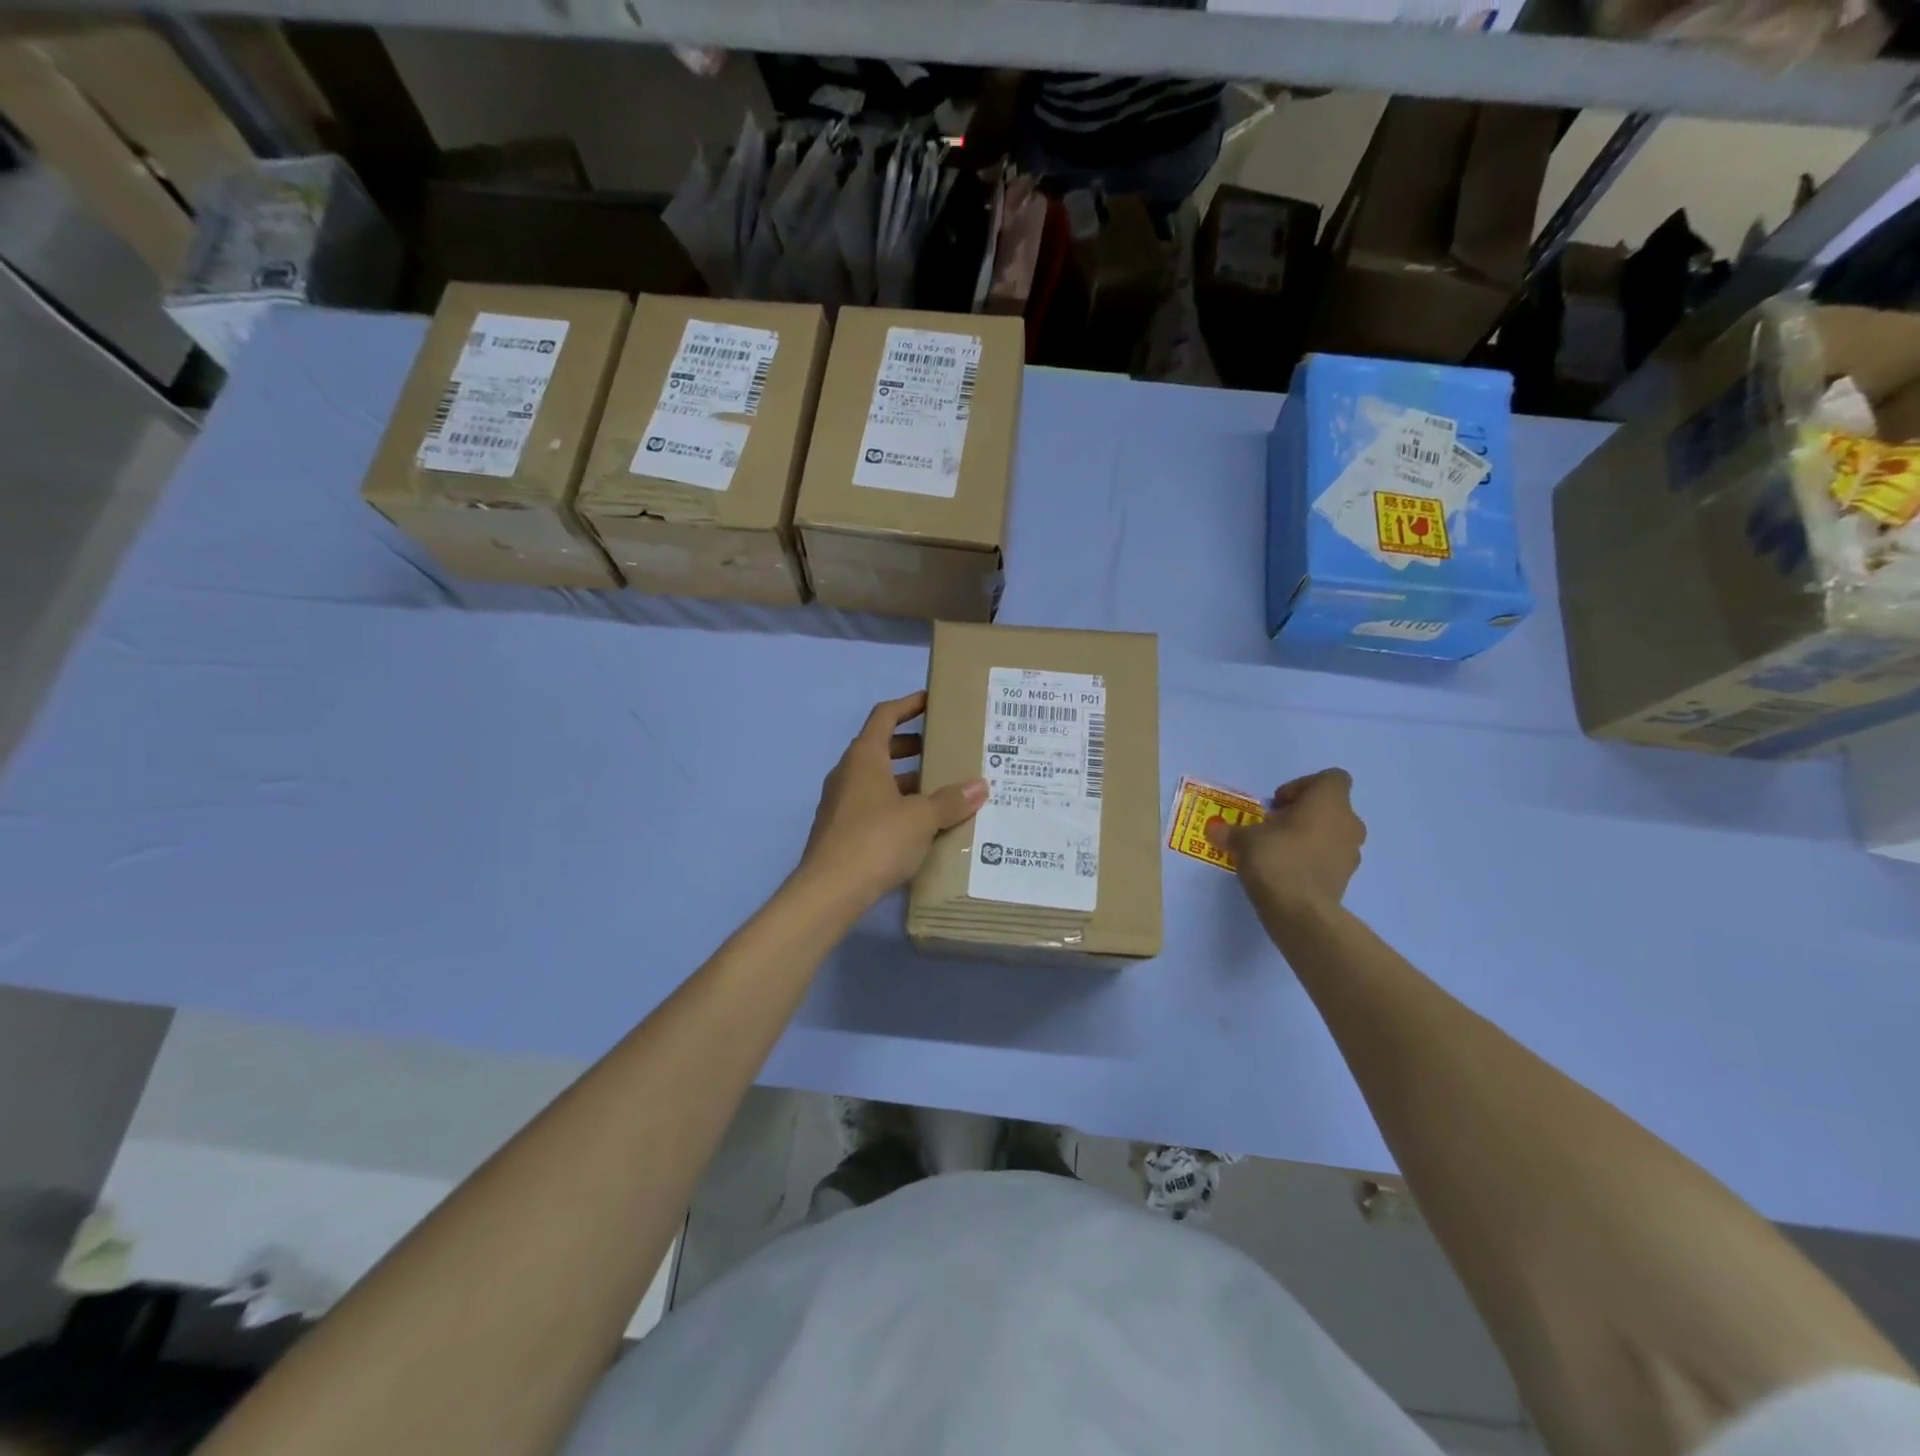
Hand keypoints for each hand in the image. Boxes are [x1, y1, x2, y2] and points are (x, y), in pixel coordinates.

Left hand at [800, 693, 987, 904]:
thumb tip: (980, 785)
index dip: (908, 704)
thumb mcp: (921, 818)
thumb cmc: (876, 840)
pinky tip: (922, 826)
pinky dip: (897, 806)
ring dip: (907, 781)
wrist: (829, 892)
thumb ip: (950, 800)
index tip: (932, 702)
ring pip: (878, 780)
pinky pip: (874, 807)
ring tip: (942, 791)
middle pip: (882, 748)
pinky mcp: (841, 832)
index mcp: (864, 758)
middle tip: (945, 751)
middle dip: (913, 746)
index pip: (884, 716)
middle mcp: (848, 774)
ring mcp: (841, 803)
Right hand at [1207, 769, 1365, 929]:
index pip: (1331, 778)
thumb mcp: (1244, 839)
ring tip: (1278, 851)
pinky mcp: (1345, 879)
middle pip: (1330, 807)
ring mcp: (1351, 853)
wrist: (1301, 912)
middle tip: (1273, 827)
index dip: (1303, 786)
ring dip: (1308, 837)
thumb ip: (1230, 831)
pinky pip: (1329, 858)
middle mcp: (1348, 822)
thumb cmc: (1276, 859)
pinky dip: (1312, 860)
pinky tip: (1285, 872)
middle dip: (1302, 814)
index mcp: (1329, 802)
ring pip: (1331, 833)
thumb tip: (1214, 829)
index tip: (1278, 803)